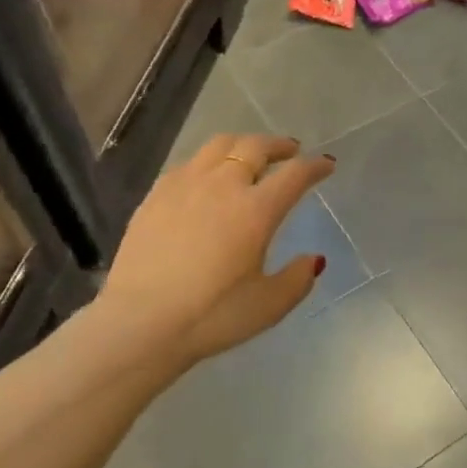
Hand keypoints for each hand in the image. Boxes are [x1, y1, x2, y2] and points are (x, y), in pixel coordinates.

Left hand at [98, 134, 335, 370]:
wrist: (140, 323)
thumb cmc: (211, 316)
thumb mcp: (269, 306)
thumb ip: (298, 278)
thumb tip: (314, 259)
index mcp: (256, 210)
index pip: (294, 174)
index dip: (315, 166)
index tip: (326, 165)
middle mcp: (222, 186)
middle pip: (255, 146)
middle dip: (279, 145)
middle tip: (290, 151)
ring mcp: (185, 185)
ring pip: (219, 145)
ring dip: (243, 144)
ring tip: (250, 154)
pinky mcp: (156, 195)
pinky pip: (189, 163)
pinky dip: (209, 161)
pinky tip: (208, 177)